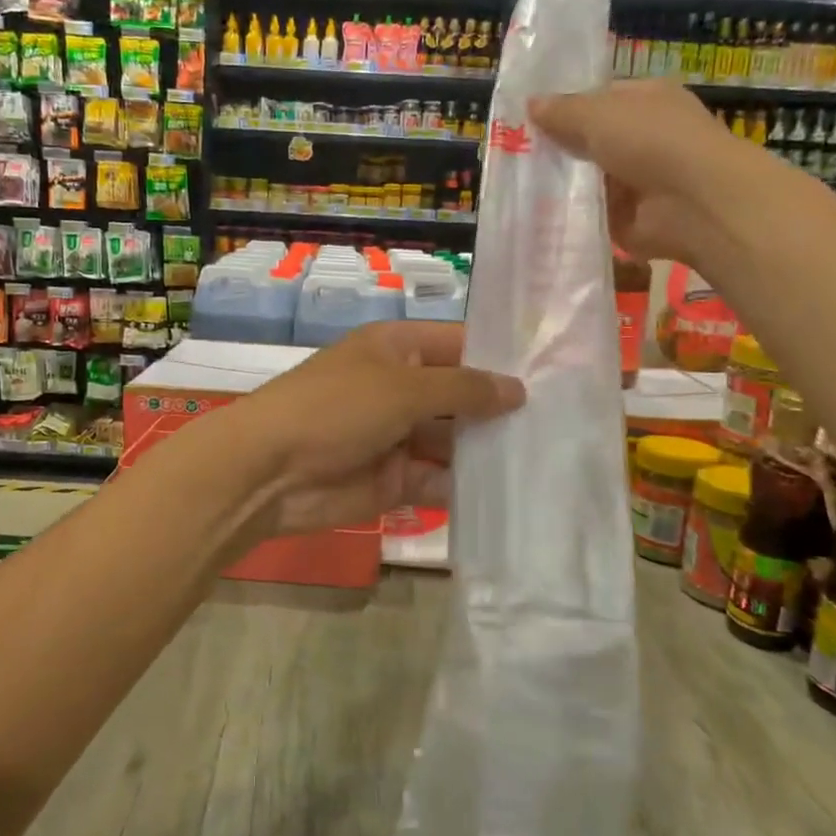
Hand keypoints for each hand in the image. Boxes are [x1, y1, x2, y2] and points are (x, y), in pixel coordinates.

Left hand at [209, 321, 524, 538]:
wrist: (270, 472)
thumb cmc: (336, 408)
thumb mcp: (402, 387)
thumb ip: (463, 389)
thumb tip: (517, 389)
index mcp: (396, 348)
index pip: (458, 344)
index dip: (499, 355)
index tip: (553, 370)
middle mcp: (399, 388)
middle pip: (460, 395)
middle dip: (501, 408)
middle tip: (565, 421)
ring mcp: (397, 435)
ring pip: (453, 441)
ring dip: (488, 449)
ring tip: (551, 458)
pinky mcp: (394, 479)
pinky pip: (438, 479)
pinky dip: (466, 485)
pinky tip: (513, 491)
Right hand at [531, 78, 773, 265]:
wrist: (694, 203)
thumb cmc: (651, 141)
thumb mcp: (597, 115)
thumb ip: (562, 111)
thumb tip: (530, 104)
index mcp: (645, 100)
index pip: (598, 99)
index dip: (564, 107)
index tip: (525, 120)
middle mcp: (644, 137)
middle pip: (590, 140)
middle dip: (557, 148)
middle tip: (513, 155)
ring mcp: (638, 180)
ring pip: (588, 178)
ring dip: (561, 184)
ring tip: (517, 186)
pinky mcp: (629, 218)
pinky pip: (592, 213)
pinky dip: (571, 215)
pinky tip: (537, 215)